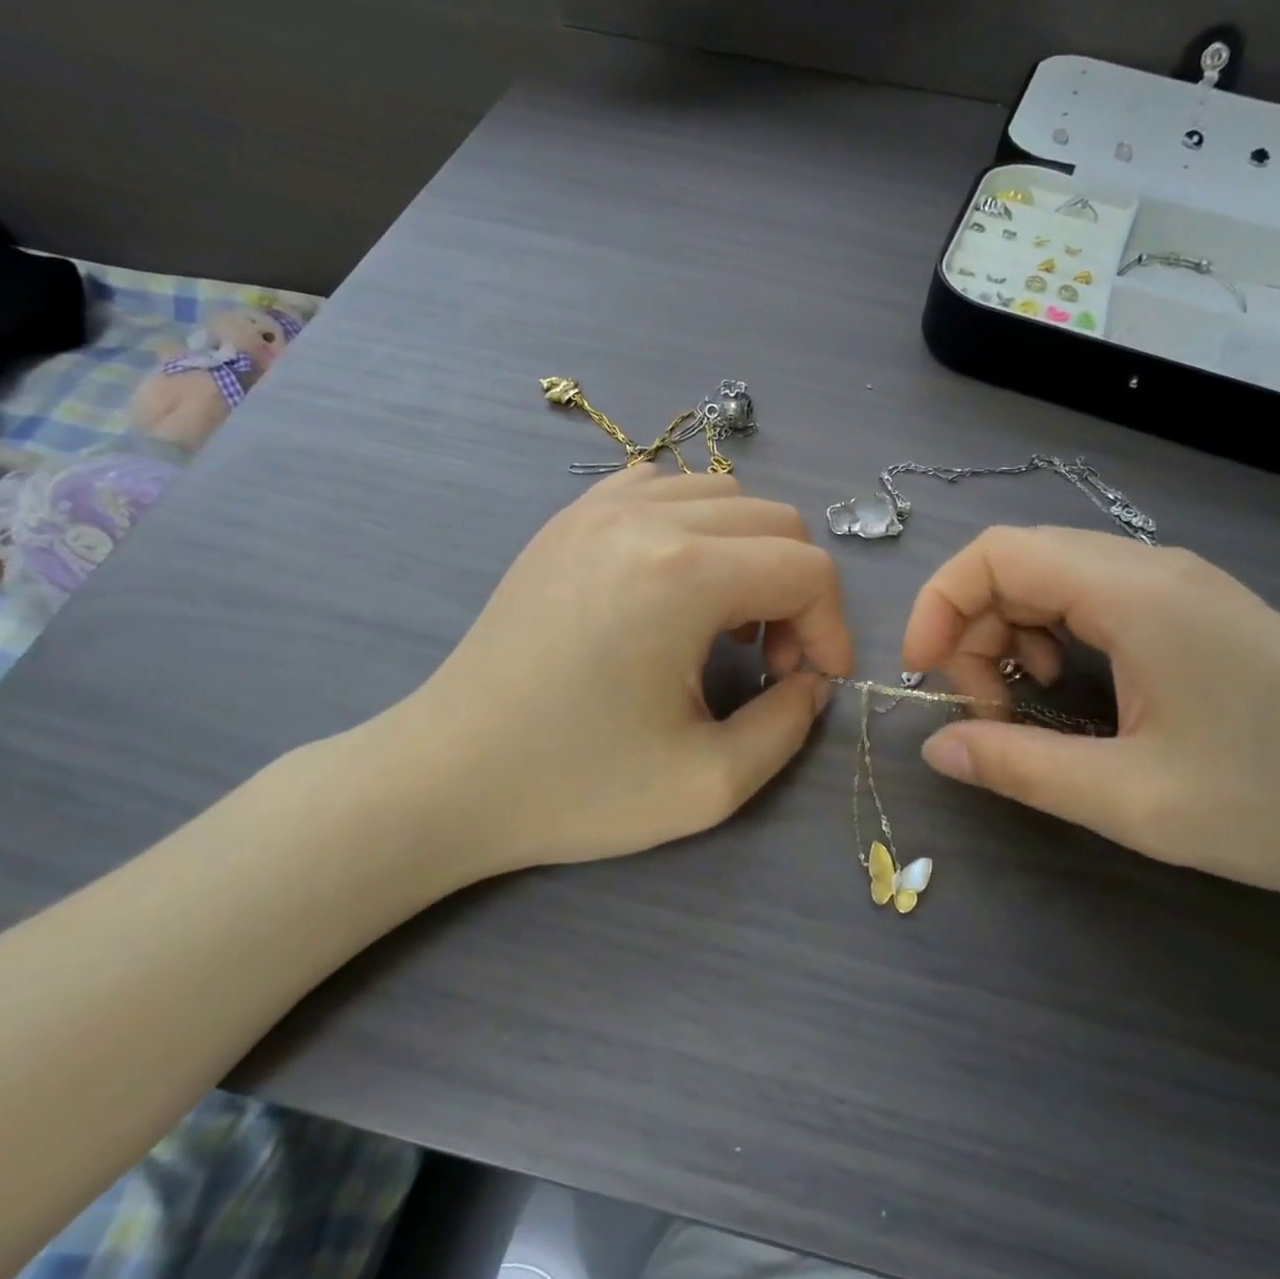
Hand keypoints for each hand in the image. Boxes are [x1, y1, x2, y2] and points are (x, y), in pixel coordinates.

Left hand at [365, 467, 849, 883]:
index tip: (813, 684)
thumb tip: (812, 682)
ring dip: (748, 557)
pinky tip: (672, 587)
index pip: (807, 568)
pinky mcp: (565, 521)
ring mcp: (596, 508)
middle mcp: (645, 518)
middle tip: (770, 663)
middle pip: (775, 520)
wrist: (447, 777)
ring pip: (722, 496)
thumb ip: (789, 726)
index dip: (831, 628)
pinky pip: (659, 491)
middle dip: (796, 593)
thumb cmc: (575, 787)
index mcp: (683, 575)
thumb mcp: (708, 784)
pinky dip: (693, 529)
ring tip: (721, 627)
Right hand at [901, 526, 1279, 920]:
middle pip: (1017, 563)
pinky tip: (1069, 688)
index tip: (923, 674)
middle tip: (981, 710)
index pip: (997, 553)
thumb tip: (935, 748)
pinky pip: (1090, 599)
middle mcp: (1151, 568)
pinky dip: (1051, 636)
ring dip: (1010, 635)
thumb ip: (1019, 767)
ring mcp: (1177, 586)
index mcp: (1136, 593)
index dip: (939, 604)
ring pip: (1050, 579)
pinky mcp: (1192, 612)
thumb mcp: (1132, 801)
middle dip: (972, 629)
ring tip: (1021, 704)